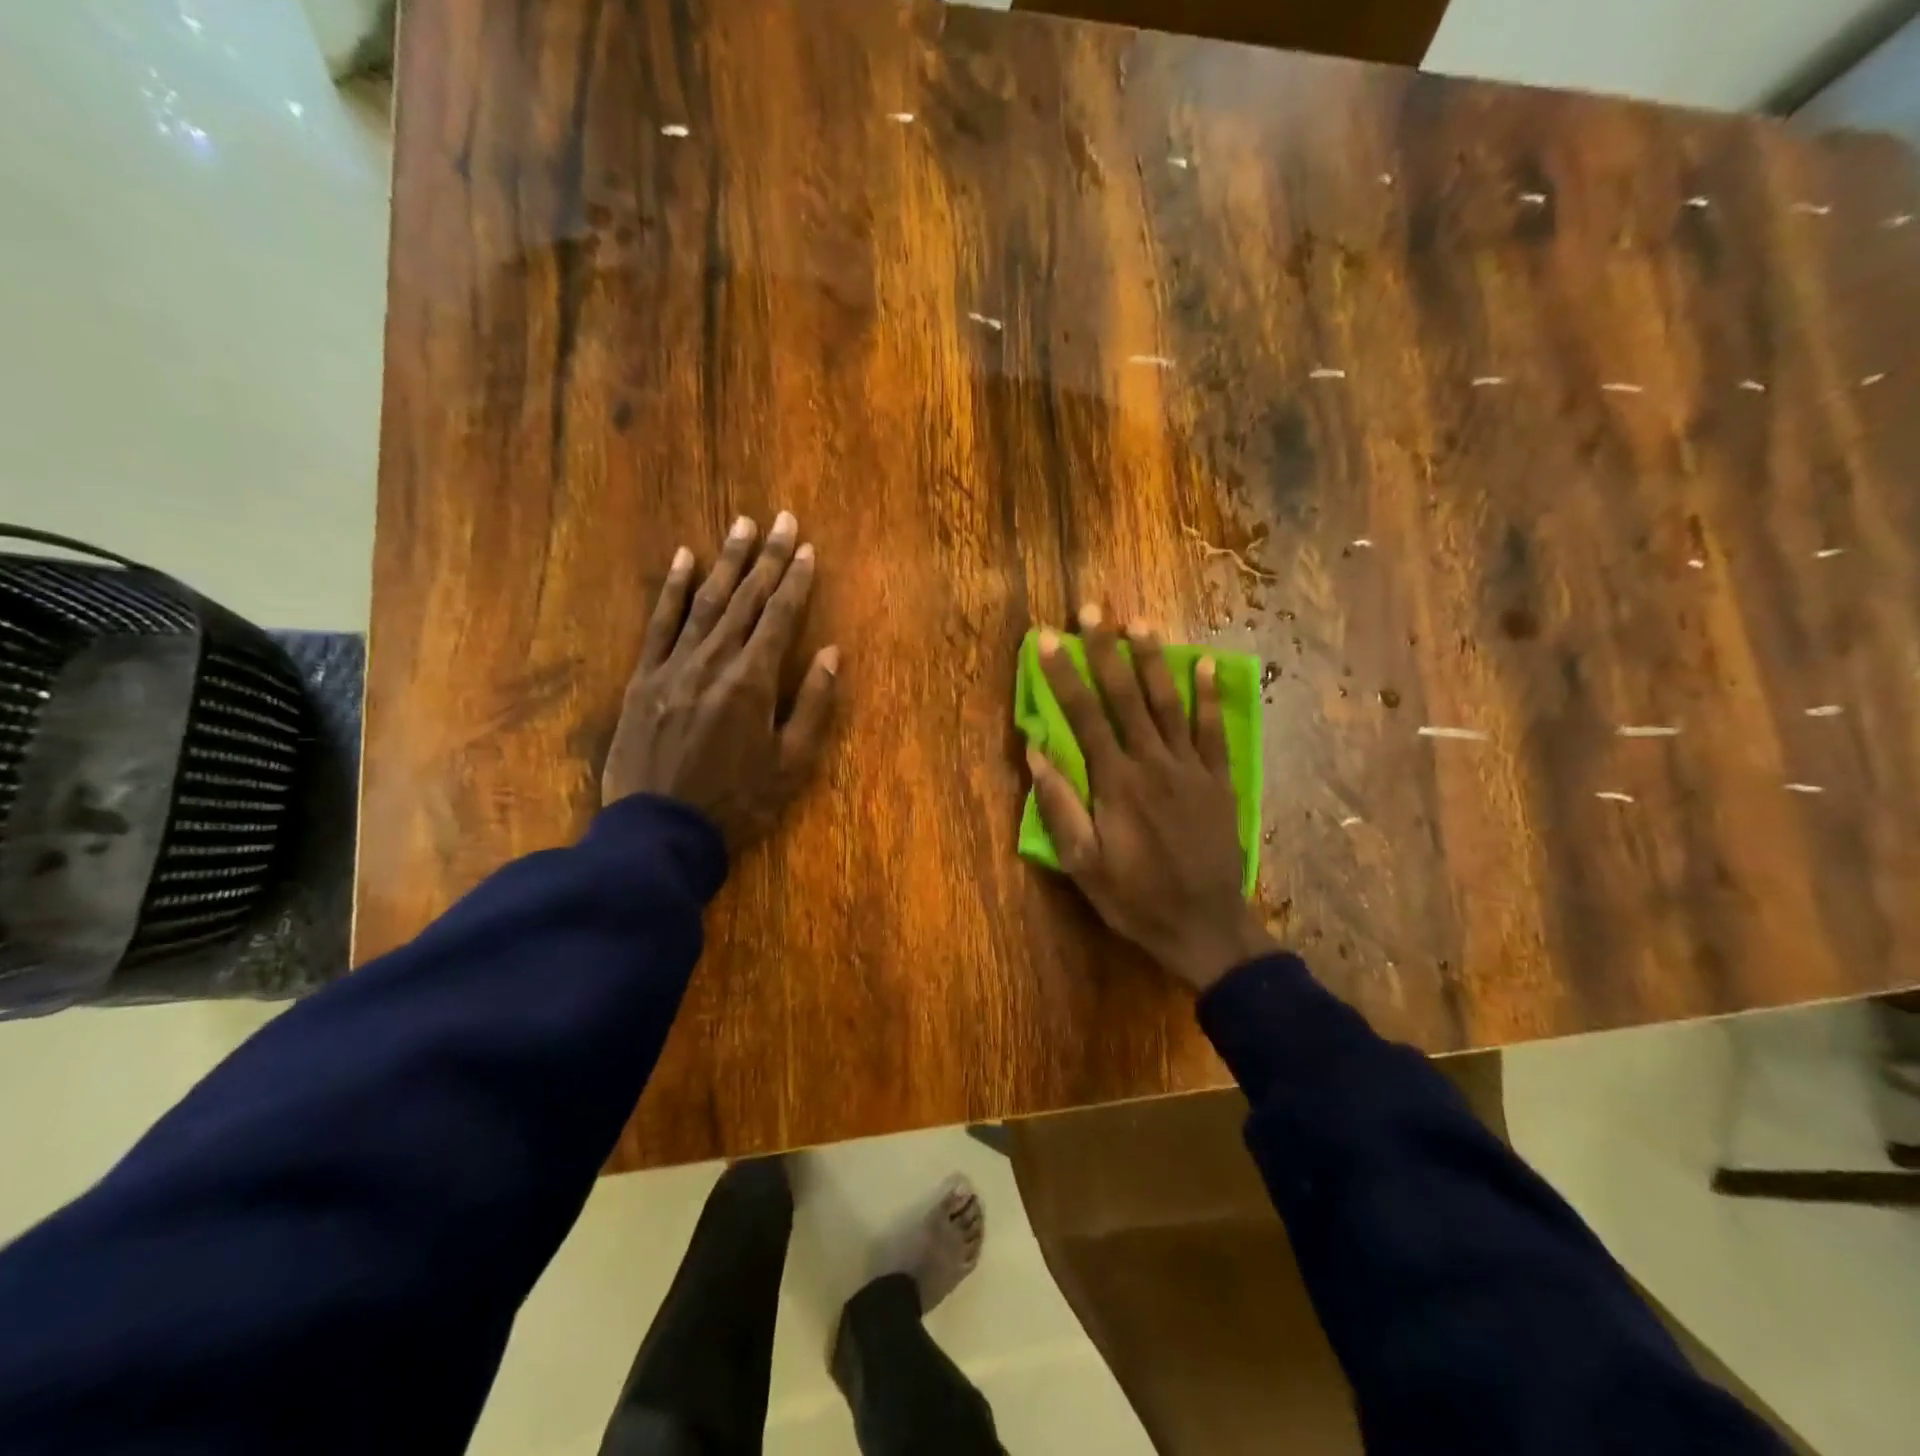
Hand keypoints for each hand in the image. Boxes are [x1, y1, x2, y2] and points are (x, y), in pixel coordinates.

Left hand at [602, 512, 839, 852]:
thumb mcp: (792, 764)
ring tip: (742, 525)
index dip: (796, 580)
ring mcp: (674, 666)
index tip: (807, 548)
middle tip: (782, 519)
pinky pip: (659, 624)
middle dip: (768, 557)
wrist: (660, 831)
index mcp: (754, 682)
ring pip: (706, 602)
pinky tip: (683, 559)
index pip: (781, 617)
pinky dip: (671, 589)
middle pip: (747, 599)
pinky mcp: (644, 679)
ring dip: (727, 561)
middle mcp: (715, 661)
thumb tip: (831, 652)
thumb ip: (813, 705)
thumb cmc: (738, 802)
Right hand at [1027, 605, 1273, 991]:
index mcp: (1115, 782)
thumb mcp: (1082, 864)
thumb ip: (1059, 806)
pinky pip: (1212, 731)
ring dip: (1153, 660)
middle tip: (1093, 609)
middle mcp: (1152, 763)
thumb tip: (1035, 751)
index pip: (1084, 716)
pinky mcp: (1218, 781)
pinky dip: (1208, 696)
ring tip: (1140, 621)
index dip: (1063, 674)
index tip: (1047, 639)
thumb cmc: (1135, 898)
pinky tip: (1205, 664)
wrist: (1205, 927)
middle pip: (1125, 697)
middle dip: (1106, 650)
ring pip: (1169, 703)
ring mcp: (1190, 769)